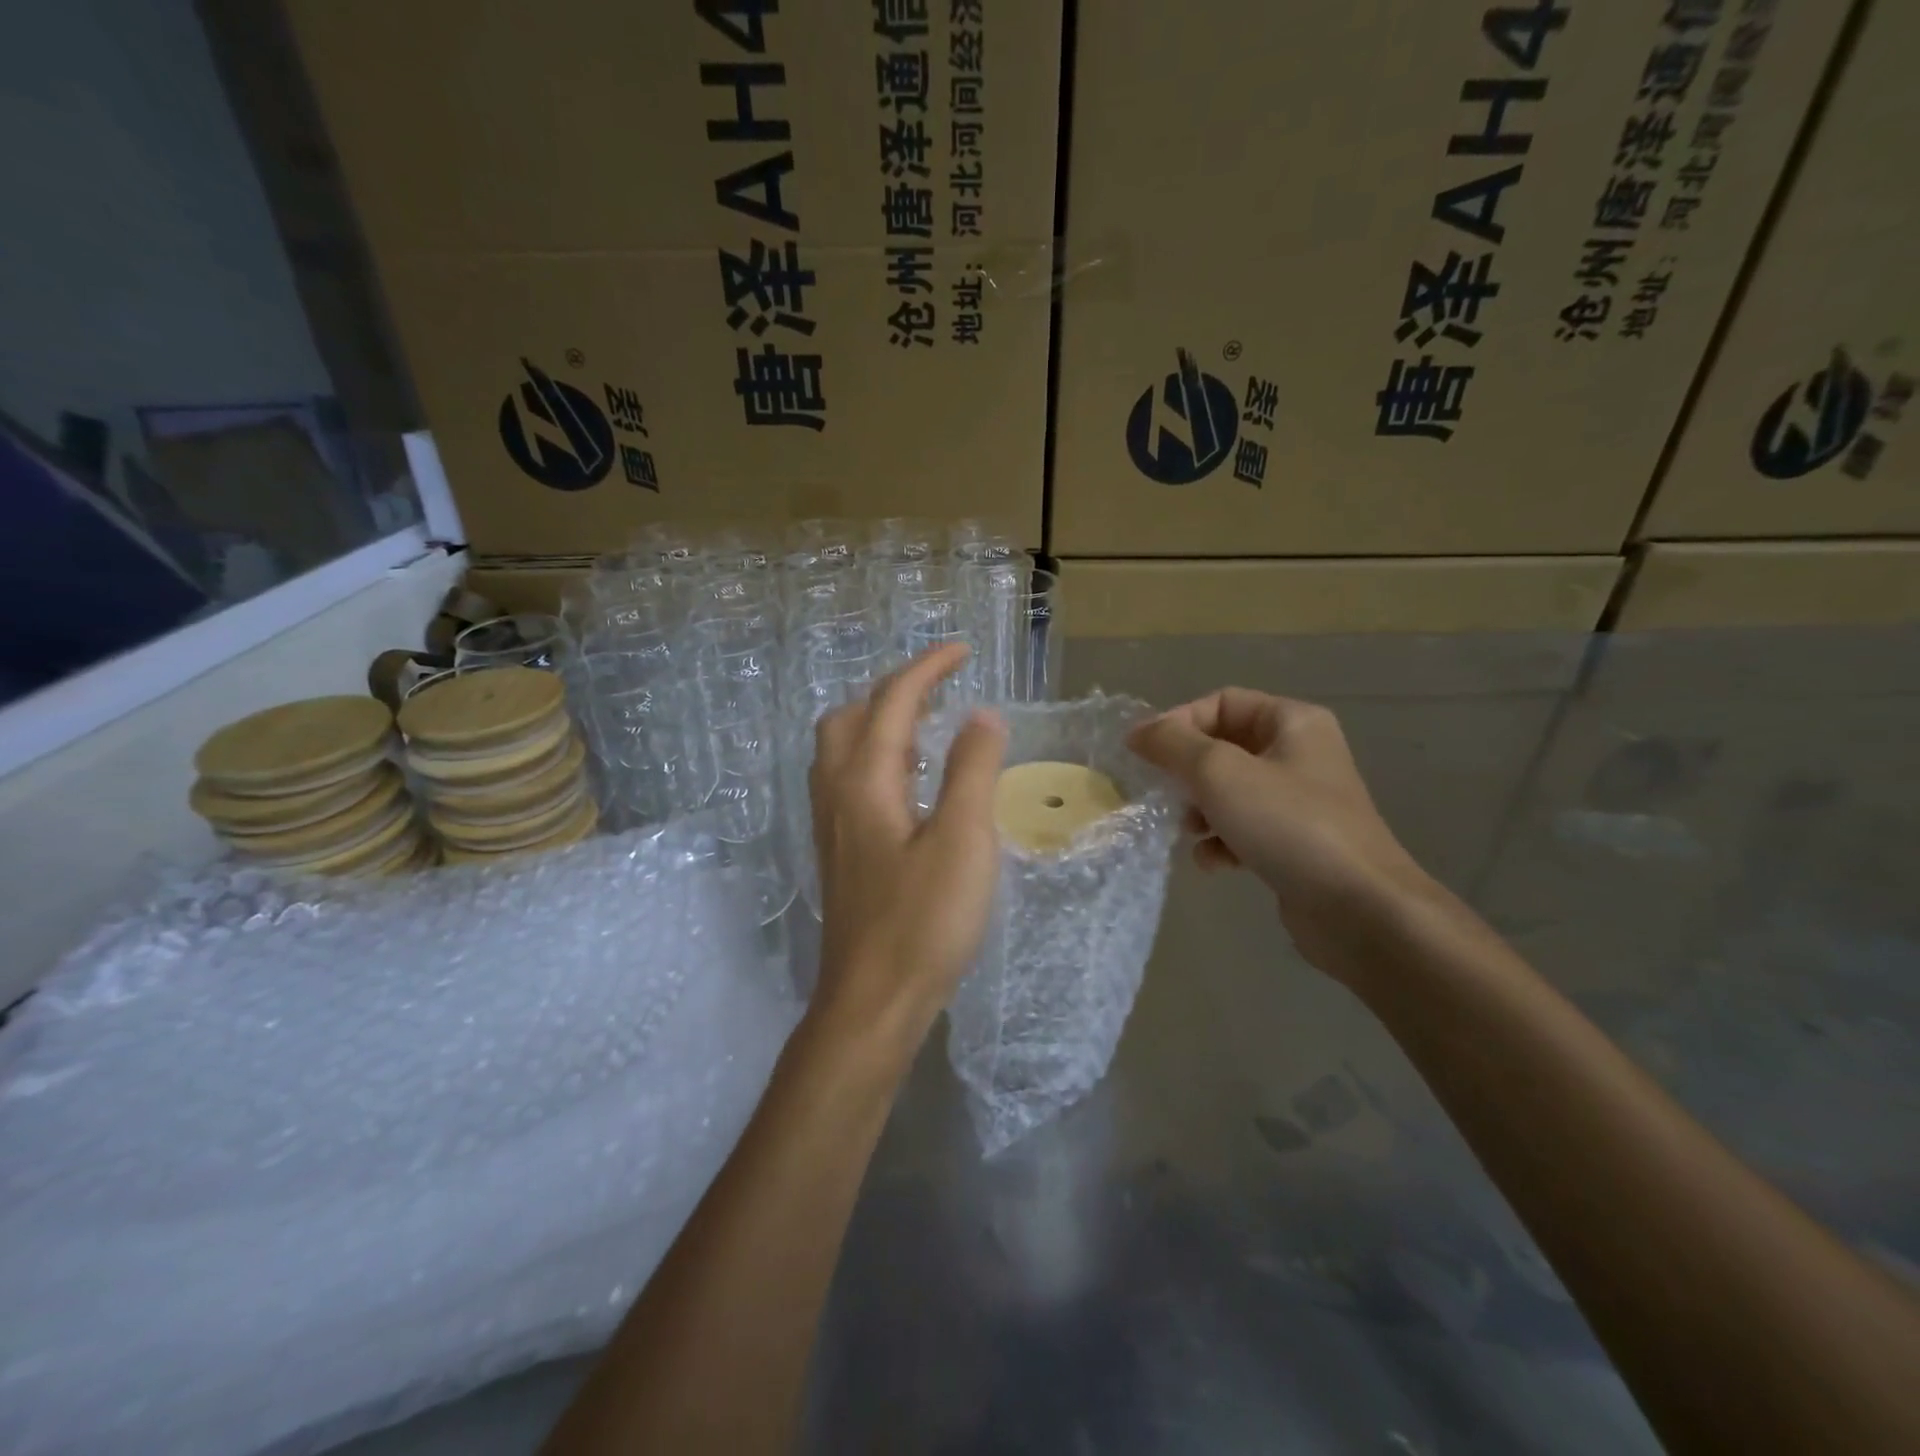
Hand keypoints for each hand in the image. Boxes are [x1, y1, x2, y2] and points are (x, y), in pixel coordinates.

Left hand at [809, 645, 1007, 1053]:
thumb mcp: (963, 840)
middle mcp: (836, 793)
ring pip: (843, 749)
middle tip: (941, 689)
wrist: (872, 1000)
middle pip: (851, 716)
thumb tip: (981, 715)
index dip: (928, 668)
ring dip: (881, 722)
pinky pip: (850, 779)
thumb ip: (972, 770)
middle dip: (895, 690)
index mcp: (864, 780)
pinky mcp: (839, 852)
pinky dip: (878, 757)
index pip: (893, 701)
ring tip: (928, 726)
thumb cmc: (923, 921)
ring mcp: (831, 825)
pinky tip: (911, 783)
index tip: (963, 650)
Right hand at [1128, 688, 1440, 980]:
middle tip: (1163, 793)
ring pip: (1230, 791)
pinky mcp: (1295, 843)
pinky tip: (1214, 862)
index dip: (1179, 722)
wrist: (1359, 908)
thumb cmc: (1288, 824)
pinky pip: (1245, 828)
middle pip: (1224, 748)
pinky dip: (1222, 841)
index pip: (1221, 702)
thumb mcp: (1219, 773)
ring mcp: (1300, 802)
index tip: (1144, 753)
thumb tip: (1137, 732)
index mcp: (1292, 722)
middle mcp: (1300, 754)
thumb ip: (1172, 745)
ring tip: (1188, 830)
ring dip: (1200, 809)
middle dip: (1188, 771)